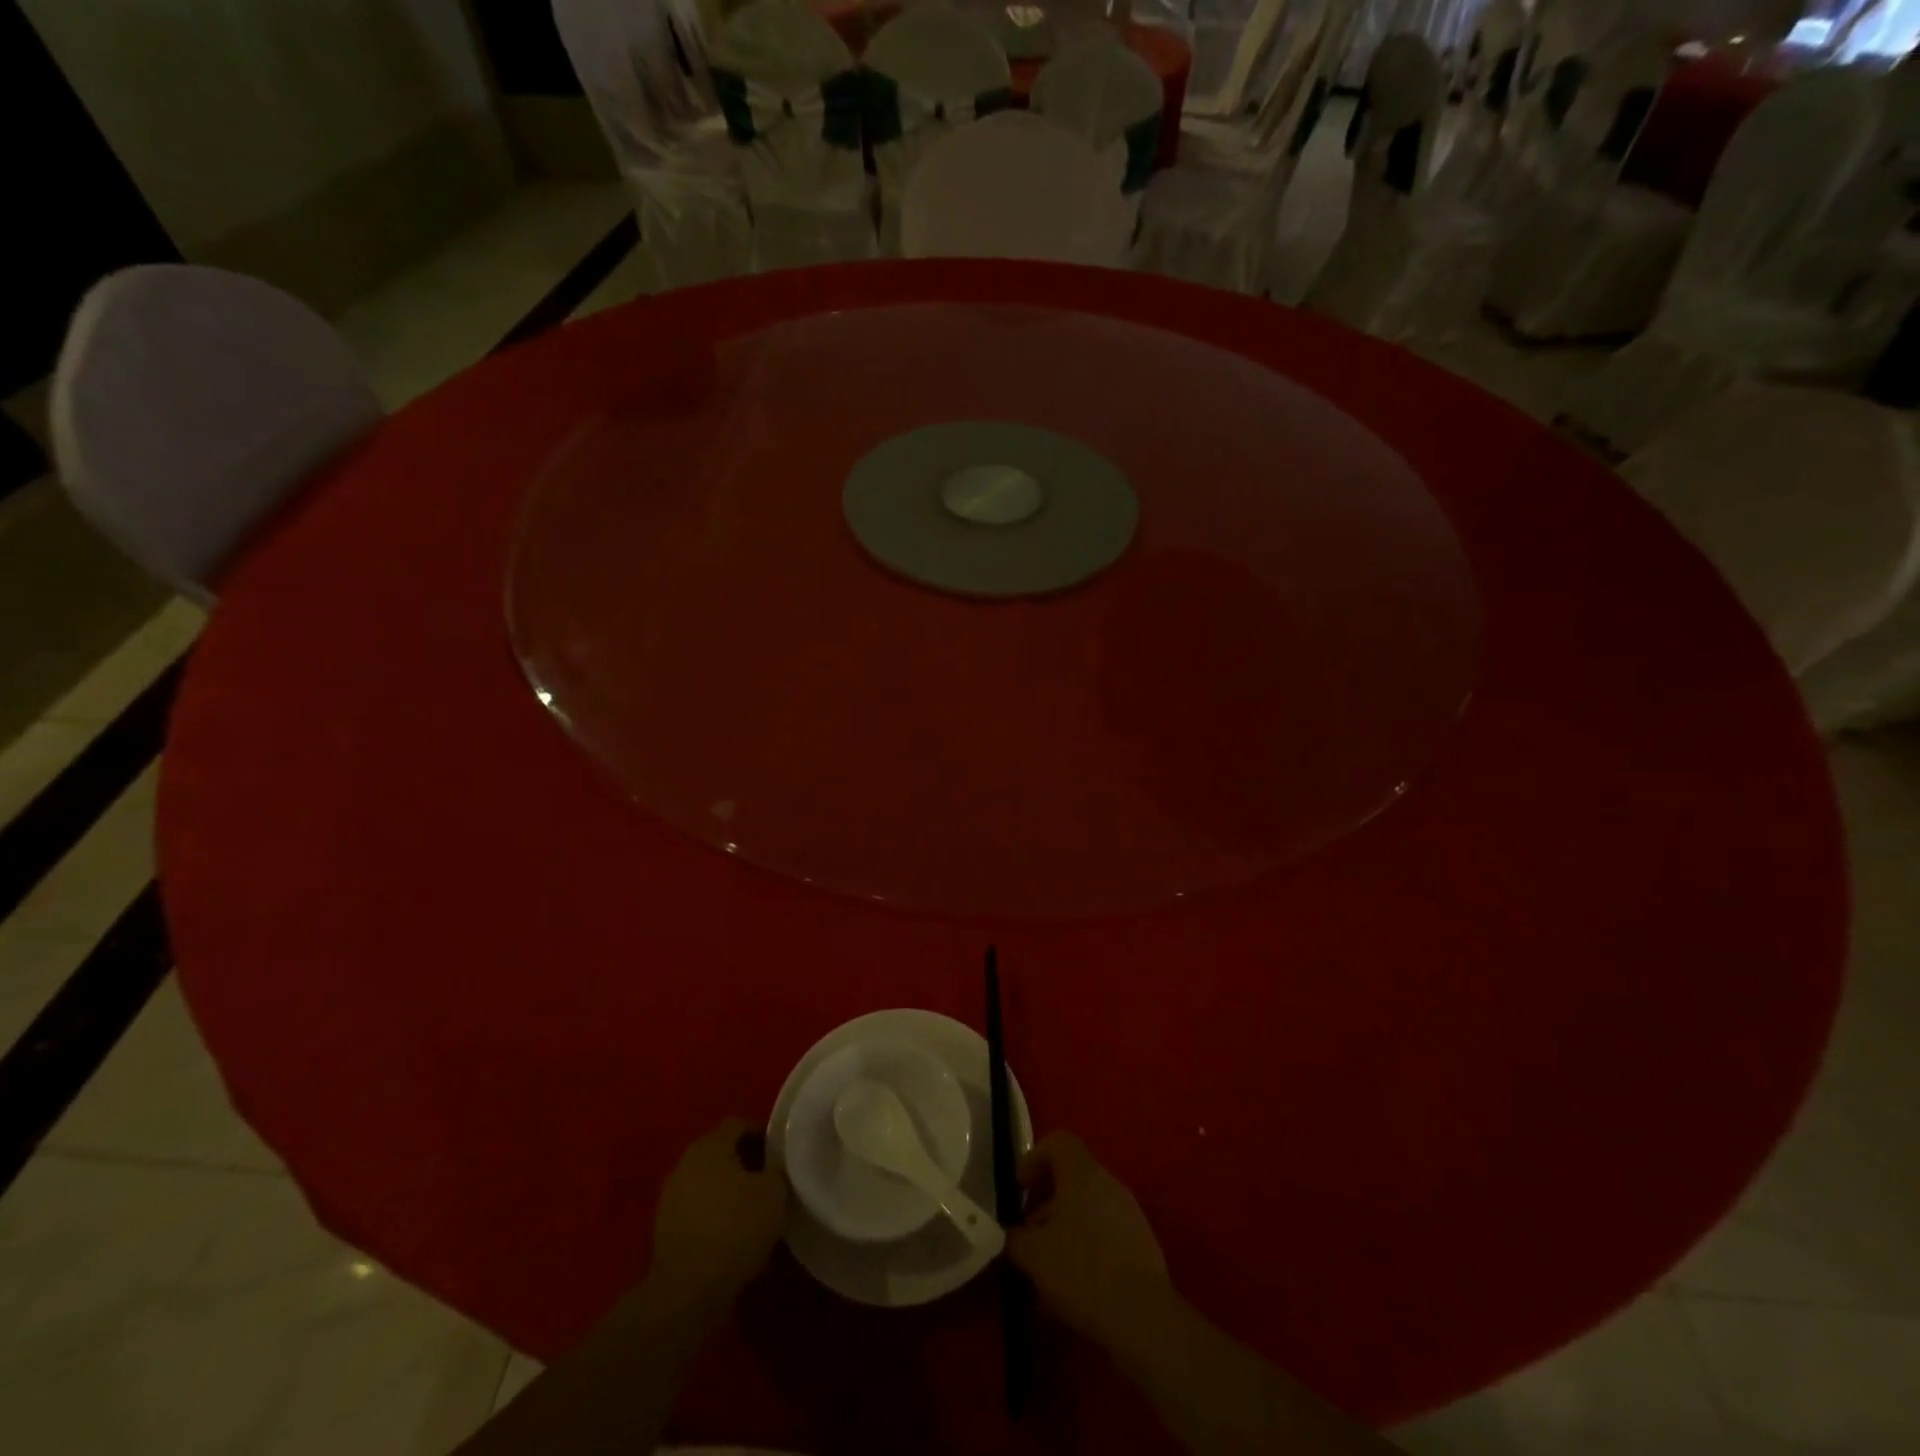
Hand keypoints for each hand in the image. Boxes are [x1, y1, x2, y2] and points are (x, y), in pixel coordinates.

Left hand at [648, 1118, 787, 1306]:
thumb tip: (773, 1169)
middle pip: (720, 1153)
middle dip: (744, 1164)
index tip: (779, 1152)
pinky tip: (732, 1239)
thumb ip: (776, 1171)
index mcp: (710, 1145)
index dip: (761, 1134)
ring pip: (707, 1184)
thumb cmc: (735, 1228)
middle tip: (768, 1180)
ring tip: (752, 1213)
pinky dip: (714, 1218)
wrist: (686, 1291)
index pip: (738, 1124)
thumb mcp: (774, 1193)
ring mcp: (669, 1198)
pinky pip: (696, 1213)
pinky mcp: (663, 1231)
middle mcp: (685, 1163)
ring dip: (728, 1193)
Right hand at [1006, 1132, 1170, 1347]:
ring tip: (1048, 1267)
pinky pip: (1106, 1234)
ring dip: (1066, 1228)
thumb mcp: (1034, 1255)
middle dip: (1046, 1203)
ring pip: (1089, 1208)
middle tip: (1029, 1234)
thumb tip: (1010, 1235)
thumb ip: (1015, 1238)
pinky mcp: (1142, 1245)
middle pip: (1072, 1178)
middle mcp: (1109, 1183)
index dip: (1034, 1158)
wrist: (1143, 1317)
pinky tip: (1076, 1285)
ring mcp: (1130, 1213)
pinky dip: (1087, 1247)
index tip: (1020, 1188)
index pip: (1058, 1141)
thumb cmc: (1082, 1270)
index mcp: (1082, 1173)